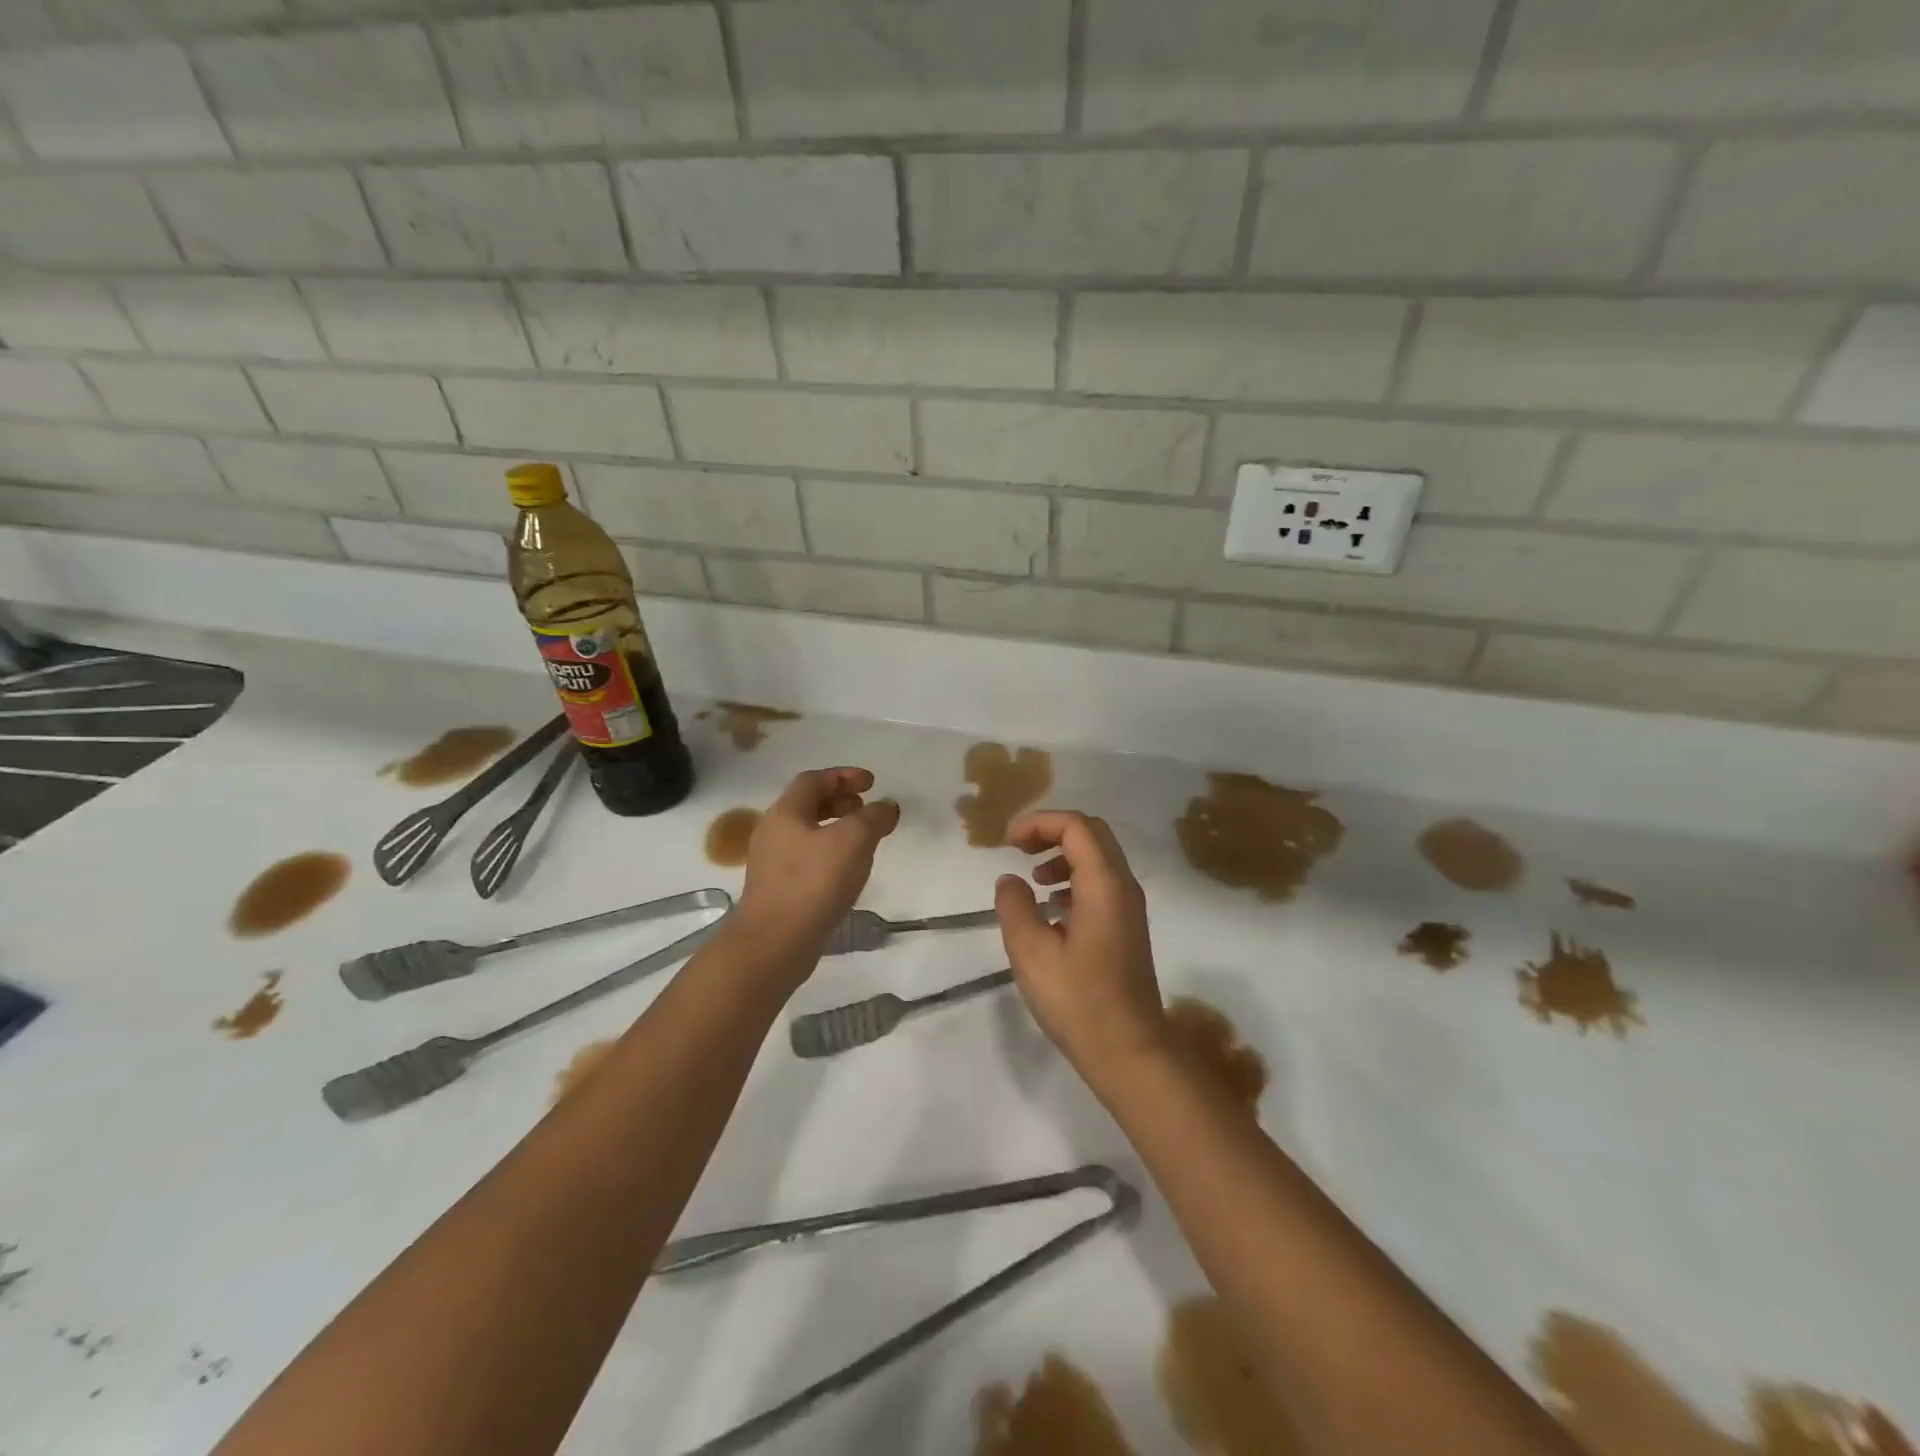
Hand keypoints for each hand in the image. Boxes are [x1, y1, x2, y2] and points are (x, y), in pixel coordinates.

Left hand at [736, 767, 899, 962]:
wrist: (774, 944)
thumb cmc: (813, 883)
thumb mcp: (853, 841)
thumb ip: (873, 817)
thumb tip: (886, 806)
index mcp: (785, 812)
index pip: (813, 780)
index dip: (844, 776)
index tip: (871, 782)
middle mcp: (773, 832)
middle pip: (807, 805)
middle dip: (840, 801)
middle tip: (866, 808)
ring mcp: (771, 863)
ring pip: (808, 833)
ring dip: (836, 829)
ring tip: (863, 840)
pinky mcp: (777, 890)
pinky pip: (806, 859)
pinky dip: (829, 853)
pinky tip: (847, 871)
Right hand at [994, 811, 1168, 1094]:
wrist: (1130, 1051)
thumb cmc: (1079, 1001)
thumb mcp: (1031, 953)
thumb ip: (1014, 907)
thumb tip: (1010, 881)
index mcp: (1104, 885)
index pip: (1075, 826)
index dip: (1038, 823)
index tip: (1007, 843)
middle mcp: (1123, 886)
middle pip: (1091, 834)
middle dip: (1051, 832)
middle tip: (1018, 850)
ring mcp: (1129, 907)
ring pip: (1098, 858)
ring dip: (1063, 856)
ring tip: (1033, 881)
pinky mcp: (1127, 927)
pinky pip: (1101, 883)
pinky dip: (1074, 879)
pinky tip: (1052, 910)